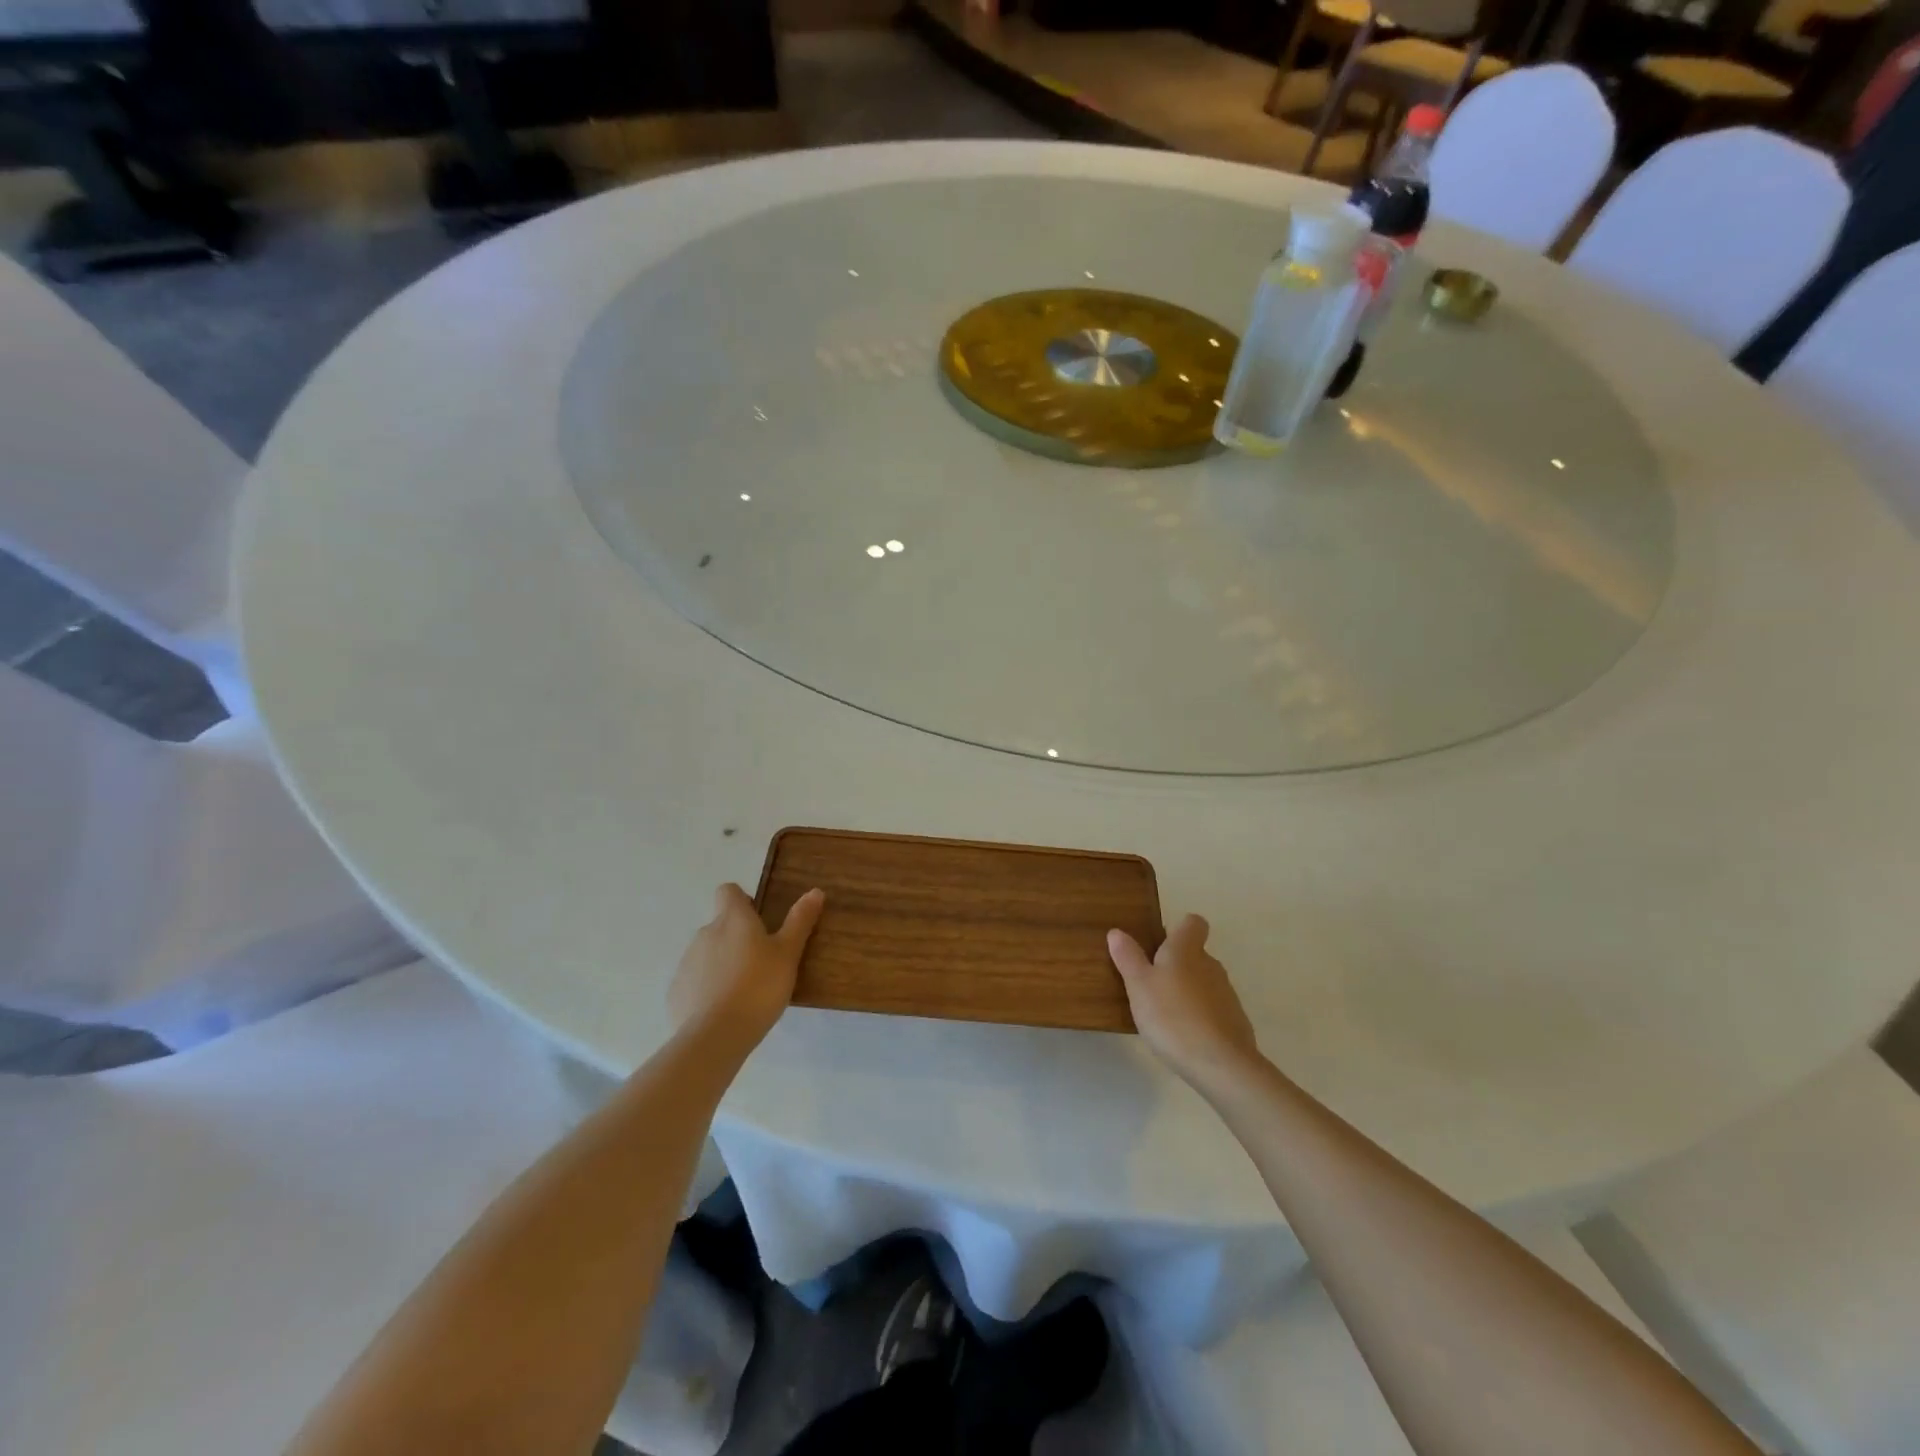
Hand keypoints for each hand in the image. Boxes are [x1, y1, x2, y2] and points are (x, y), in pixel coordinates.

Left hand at [668, 883, 823, 1053]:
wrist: (715, 1036)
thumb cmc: (758, 987)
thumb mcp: (788, 954)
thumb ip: (800, 921)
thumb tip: (815, 891)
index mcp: (732, 919)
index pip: (728, 891)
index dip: (743, 901)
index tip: (759, 921)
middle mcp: (704, 933)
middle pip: (720, 925)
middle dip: (737, 938)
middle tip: (761, 963)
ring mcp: (686, 963)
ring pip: (707, 954)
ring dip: (723, 963)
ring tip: (744, 991)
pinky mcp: (676, 991)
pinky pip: (695, 982)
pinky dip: (707, 989)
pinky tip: (723, 1010)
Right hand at [1108, 914, 1261, 1091]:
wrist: (1220, 1064)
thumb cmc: (1172, 1016)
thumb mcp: (1139, 986)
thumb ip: (1128, 957)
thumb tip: (1117, 932)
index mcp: (1186, 950)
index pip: (1193, 923)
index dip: (1179, 928)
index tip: (1161, 942)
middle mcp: (1211, 965)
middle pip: (1195, 954)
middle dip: (1176, 964)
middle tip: (1150, 983)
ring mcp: (1226, 994)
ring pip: (1203, 982)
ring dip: (1187, 991)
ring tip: (1164, 1013)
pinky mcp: (1235, 1021)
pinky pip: (1213, 1009)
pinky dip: (1199, 1016)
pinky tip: (1184, 1036)